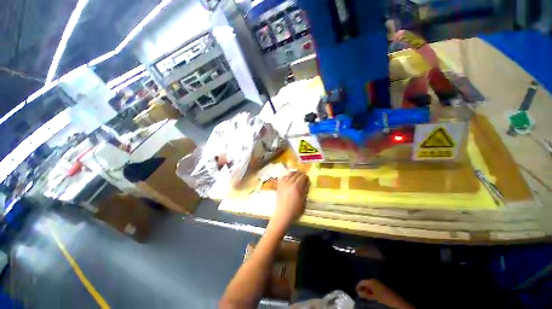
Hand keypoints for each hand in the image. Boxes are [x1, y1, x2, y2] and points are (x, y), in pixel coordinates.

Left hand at [270, 171, 309, 230]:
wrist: (283, 213)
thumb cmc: (295, 209)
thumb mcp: (303, 200)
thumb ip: (305, 189)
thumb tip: (307, 182)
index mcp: (296, 186)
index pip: (302, 177)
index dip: (305, 176)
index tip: (307, 178)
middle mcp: (289, 182)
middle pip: (296, 174)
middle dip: (300, 174)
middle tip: (303, 176)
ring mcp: (283, 183)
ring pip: (289, 174)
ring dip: (294, 173)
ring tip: (296, 175)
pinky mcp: (279, 185)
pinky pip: (283, 177)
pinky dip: (287, 176)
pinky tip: (289, 178)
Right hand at [356, 279, 414, 308]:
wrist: (395, 299)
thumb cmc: (382, 297)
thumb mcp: (372, 297)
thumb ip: (365, 294)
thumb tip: (358, 292)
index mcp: (370, 280)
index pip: (361, 282)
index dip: (357, 287)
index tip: (355, 292)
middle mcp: (373, 279)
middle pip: (365, 282)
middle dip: (362, 288)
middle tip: (360, 295)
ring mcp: (377, 282)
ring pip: (369, 285)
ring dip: (367, 290)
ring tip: (366, 296)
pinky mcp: (381, 285)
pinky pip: (373, 286)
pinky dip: (371, 290)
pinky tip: (372, 295)